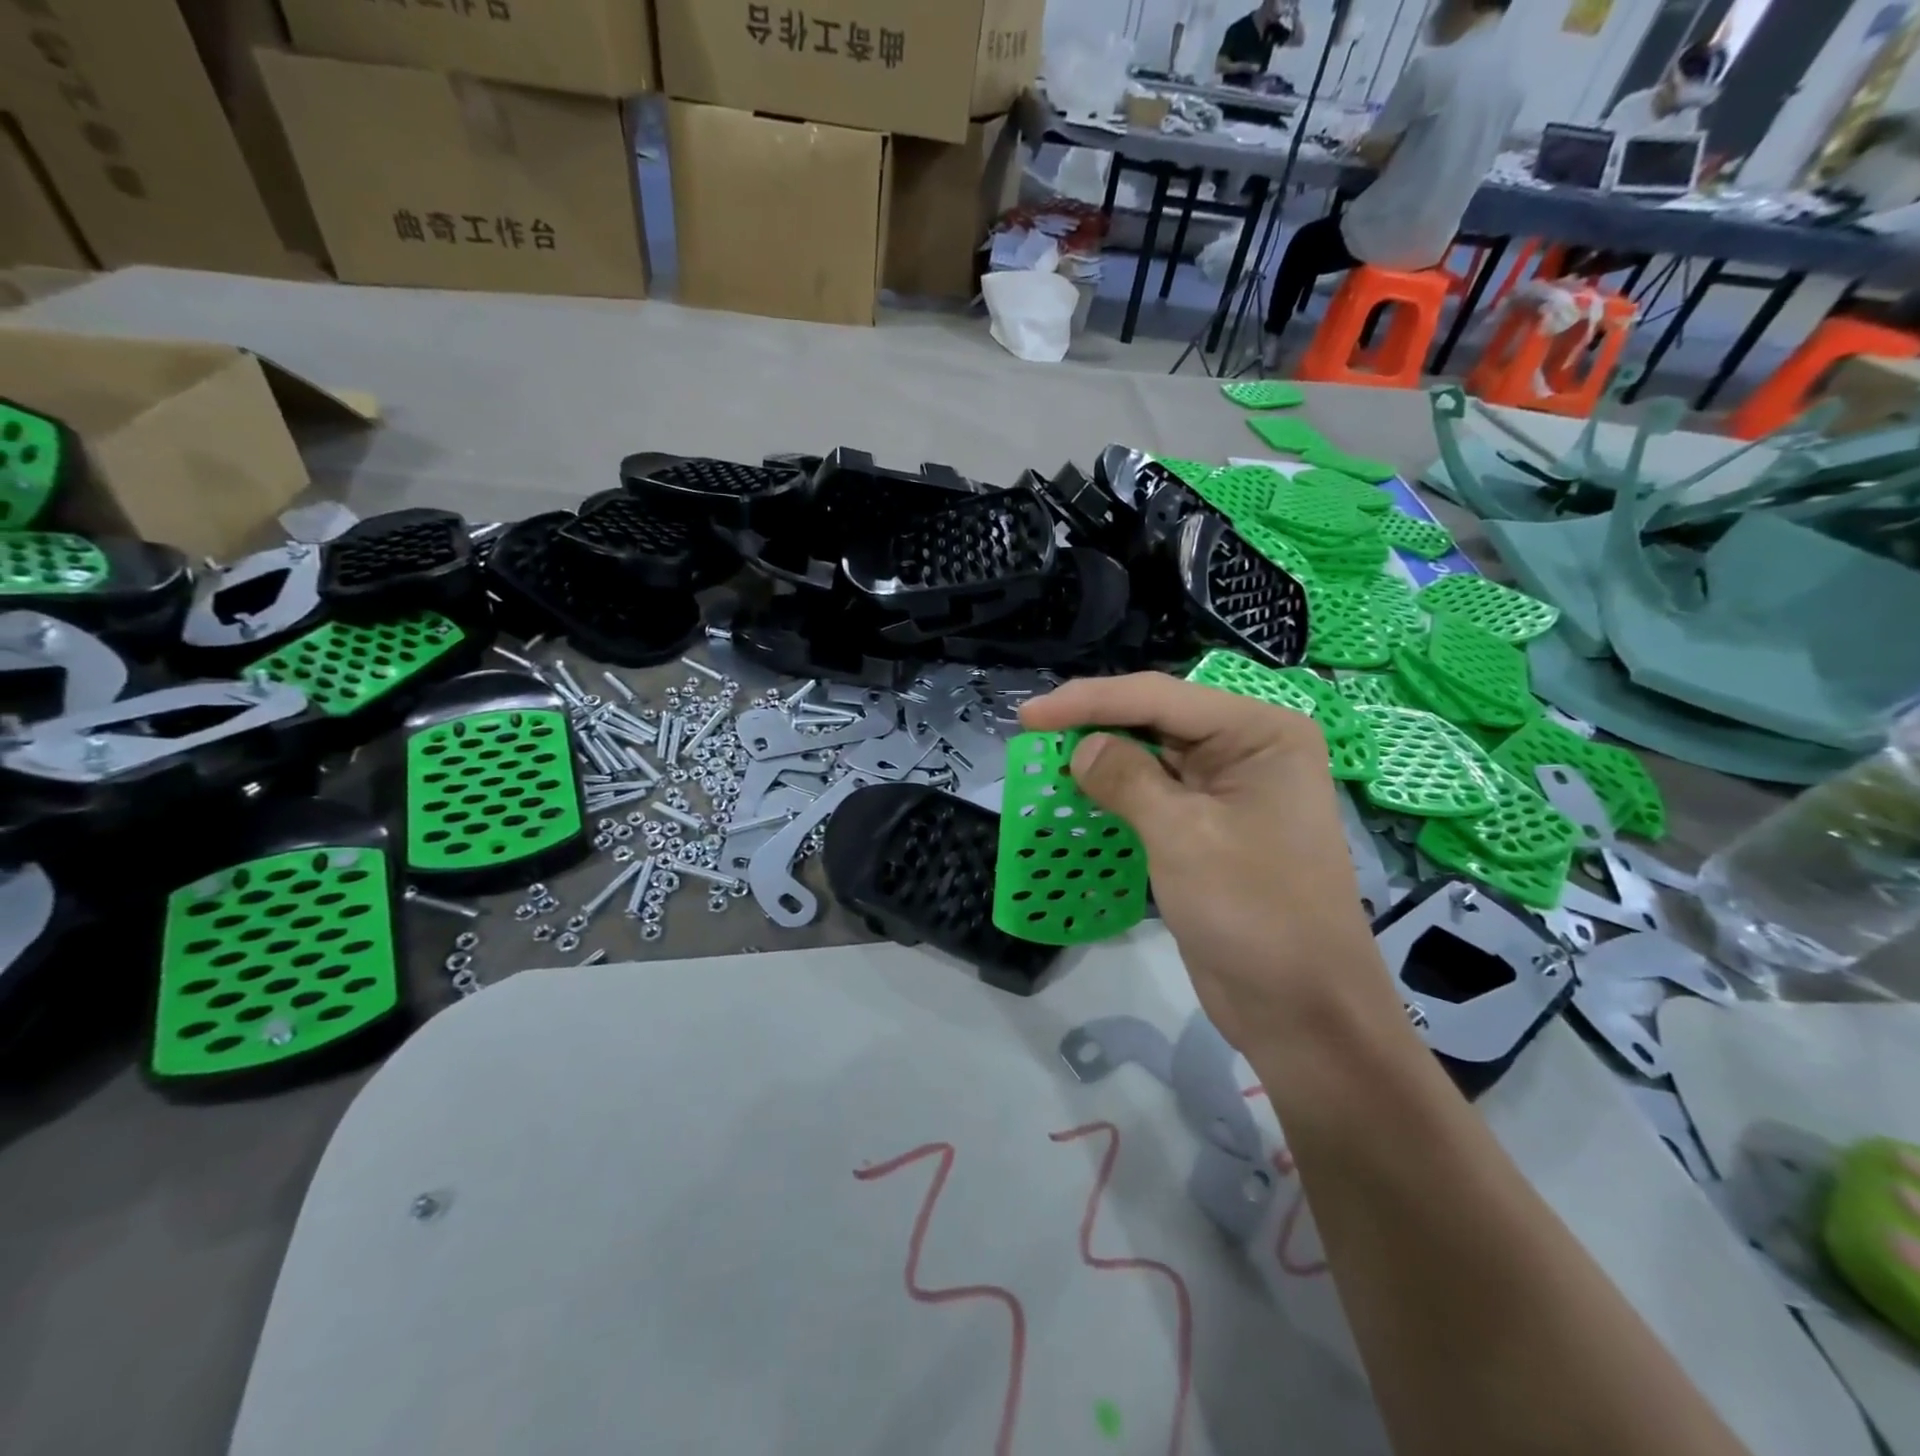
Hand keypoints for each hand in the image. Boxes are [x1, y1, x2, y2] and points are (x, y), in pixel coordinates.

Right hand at [1018, 673, 1388, 1056]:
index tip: (1027, 715)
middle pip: (1157, 718)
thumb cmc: (1255, 913)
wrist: (1302, 1012)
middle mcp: (1249, 749)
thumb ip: (1127, 780)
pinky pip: (1156, 794)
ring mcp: (1231, 789)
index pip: (1161, 697)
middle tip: (1033, 732)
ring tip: (1047, 756)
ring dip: (1102, 757)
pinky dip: (1116, 792)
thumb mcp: (1184, 837)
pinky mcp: (1211, 826)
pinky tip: (1080, 791)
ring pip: (1152, 755)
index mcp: (1261, 733)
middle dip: (1095, 723)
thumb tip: (1080, 748)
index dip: (1090, 700)